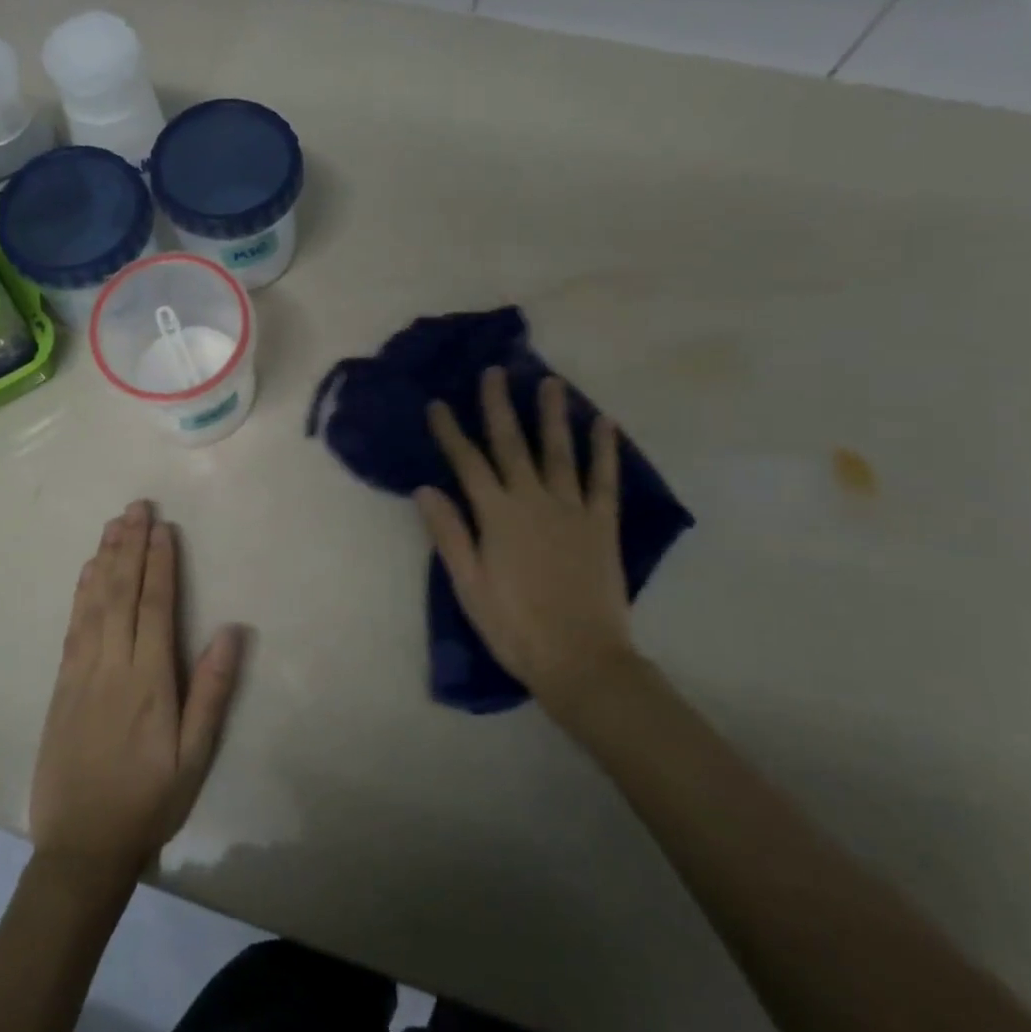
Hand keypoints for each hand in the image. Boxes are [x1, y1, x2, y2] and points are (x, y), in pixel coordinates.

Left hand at [30, 501, 244, 887]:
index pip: (155, 606)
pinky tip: (86, 571)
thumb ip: (212, 691)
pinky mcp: (61, 685)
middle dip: (130, 546)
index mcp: (149, 680)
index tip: (163, 527)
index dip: (159, 563)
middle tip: (137, 506)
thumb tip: (232, 630)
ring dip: (104, 559)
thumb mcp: (194, 757)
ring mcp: (81, 673)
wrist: (81, 847)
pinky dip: (80, 593)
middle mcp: (112, 665)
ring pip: (94, 602)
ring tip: (114, 523)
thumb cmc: (148, 801)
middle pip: (121, 593)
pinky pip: (72, 627)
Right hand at [416, 369, 635, 708]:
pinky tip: (605, 423)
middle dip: (499, 406)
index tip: (438, 404)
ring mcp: (571, 509)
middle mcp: (533, 500)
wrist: (581, 660)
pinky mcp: (602, 524)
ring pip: (559, 451)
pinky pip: (604, 479)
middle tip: (495, 371)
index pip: (467, 463)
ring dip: (552, 414)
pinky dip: (605, 450)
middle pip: (512, 444)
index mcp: (497, 516)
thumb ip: (448, 534)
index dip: (451, 432)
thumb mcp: (468, 585)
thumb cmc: (514, 627)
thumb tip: (425, 489)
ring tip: (549, 381)